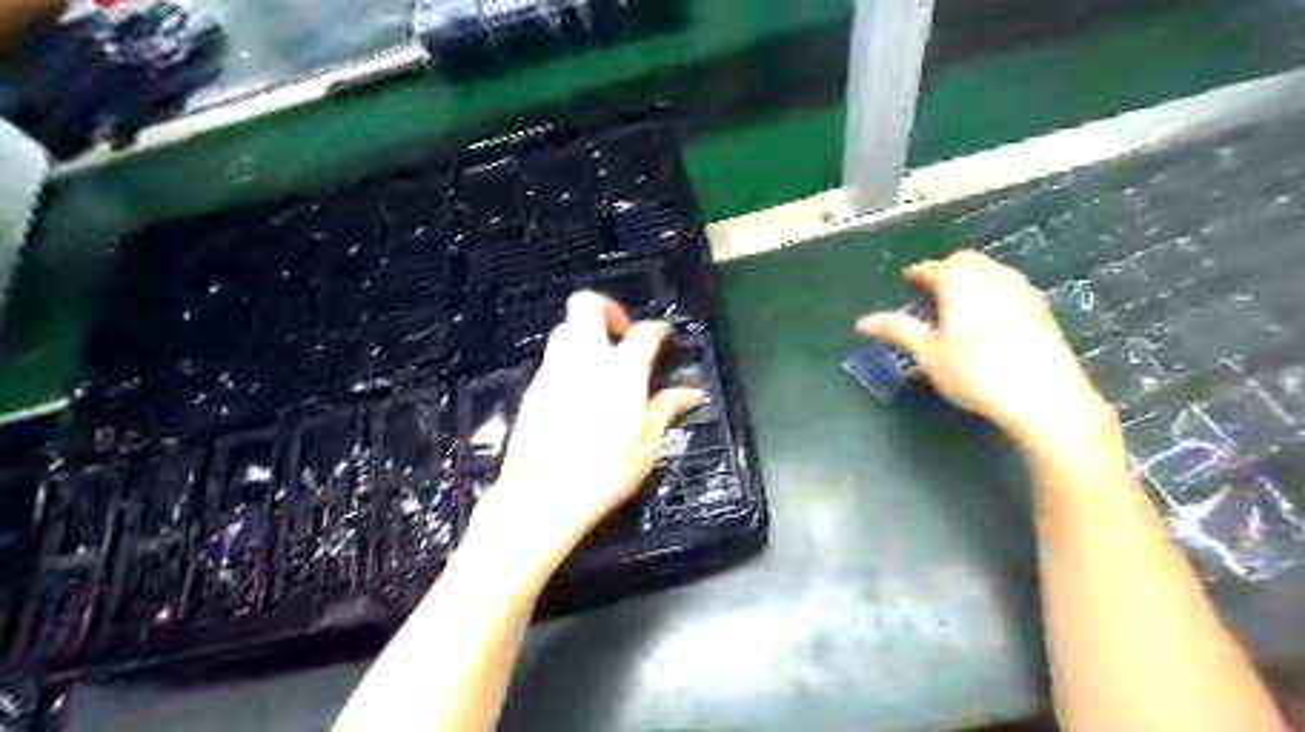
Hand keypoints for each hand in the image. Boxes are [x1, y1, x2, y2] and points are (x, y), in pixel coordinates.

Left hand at [460, 291, 702, 581]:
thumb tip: (692, 392)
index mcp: (622, 370)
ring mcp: (553, 371)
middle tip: (622, 334)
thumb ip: (667, 410)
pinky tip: (578, 389)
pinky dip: (568, 359)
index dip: (659, 329)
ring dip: (584, 333)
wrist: (542, 496)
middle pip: (587, 305)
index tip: (665, 337)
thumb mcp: (647, 446)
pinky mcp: (533, 388)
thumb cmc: (604, 474)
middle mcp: (585, 359)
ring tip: (600, 361)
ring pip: (565, 328)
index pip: (645, 332)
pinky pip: (552, 358)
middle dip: (608, 308)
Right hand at [863, 247, 1115, 449]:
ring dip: (971, 276)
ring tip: (958, 300)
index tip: (906, 281)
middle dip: (945, 268)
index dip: (917, 272)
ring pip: (991, 268)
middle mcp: (992, 277)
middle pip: (965, 260)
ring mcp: (1021, 290)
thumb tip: (862, 321)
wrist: (1045, 397)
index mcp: (959, 284)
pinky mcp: (1041, 308)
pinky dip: (992, 288)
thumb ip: (898, 330)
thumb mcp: (928, 355)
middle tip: (930, 289)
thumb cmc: (976, 374)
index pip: (933, 268)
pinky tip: (990, 314)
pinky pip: (1010, 284)